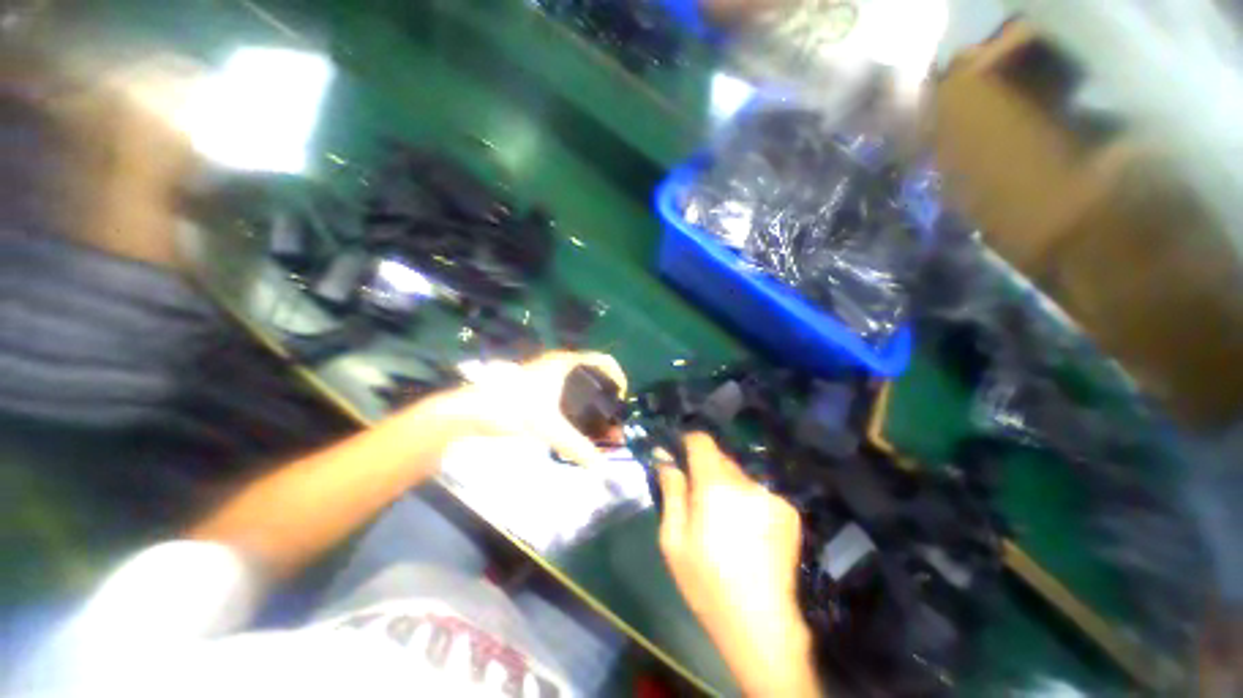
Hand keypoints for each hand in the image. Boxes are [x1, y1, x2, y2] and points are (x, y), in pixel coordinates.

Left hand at [421, 350, 627, 467]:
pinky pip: (568, 393)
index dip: (618, 377)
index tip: (622, 400)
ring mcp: (549, 375)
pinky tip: (578, 425)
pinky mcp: (540, 388)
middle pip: (594, 375)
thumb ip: (575, 446)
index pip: (604, 361)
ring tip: (599, 427)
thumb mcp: (548, 427)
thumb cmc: (513, 407)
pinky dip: (578, 407)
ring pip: (580, 386)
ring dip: (592, 404)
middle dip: (607, 397)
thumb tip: (600, 466)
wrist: (473, 410)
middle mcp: (561, 365)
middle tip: (613, 420)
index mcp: (567, 363)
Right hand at [657, 433, 817, 695]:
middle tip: (698, 498)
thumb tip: (664, 457)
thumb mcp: (673, 539)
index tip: (679, 455)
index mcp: (715, 486)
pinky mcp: (788, 510)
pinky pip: (758, 492)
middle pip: (721, 458)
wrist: (761, 625)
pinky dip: (747, 501)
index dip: (688, 442)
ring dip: (727, 487)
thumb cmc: (706, 583)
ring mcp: (772, 496)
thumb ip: (671, 491)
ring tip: (724, 520)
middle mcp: (747, 483)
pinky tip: (747, 531)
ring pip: (740, 476)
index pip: (702, 441)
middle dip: (705, 470)